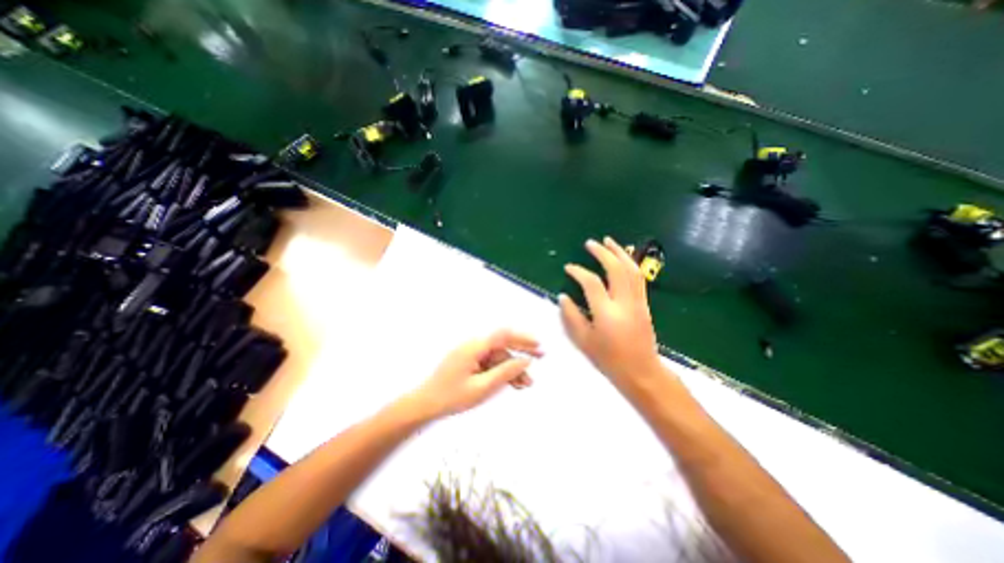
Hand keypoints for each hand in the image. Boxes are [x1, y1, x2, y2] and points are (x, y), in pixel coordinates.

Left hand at [403, 331, 540, 421]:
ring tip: (526, 384)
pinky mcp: (470, 363)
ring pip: (498, 358)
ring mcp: (471, 355)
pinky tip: (513, 383)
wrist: (425, 406)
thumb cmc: (451, 397)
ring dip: (512, 369)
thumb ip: (505, 372)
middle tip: (541, 359)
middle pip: (502, 347)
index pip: (503, 336)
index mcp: (474, 347)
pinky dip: (501, 373)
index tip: (538, 345)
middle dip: (521, 353)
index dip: (523, 338)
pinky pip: (490, 364)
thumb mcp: (482, 387)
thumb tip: (525, 360)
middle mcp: (474, 346)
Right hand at [562, 236, 663, 385]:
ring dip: (620, 252)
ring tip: (608, 241)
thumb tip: (563, 297)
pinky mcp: (644, 304)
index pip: (591, 283)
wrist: (642, 372)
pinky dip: (630, 263)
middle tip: (590, 243)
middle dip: (602, 253)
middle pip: (616, 269)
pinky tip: (623, 257)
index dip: (578, 272)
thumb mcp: (584, 341)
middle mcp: (624, 303)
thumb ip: (571, 317)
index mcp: (607, 313)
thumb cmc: (609, 360)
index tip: (568, 268)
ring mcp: (637, 302)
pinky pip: (638, 278)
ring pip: (631, 270)